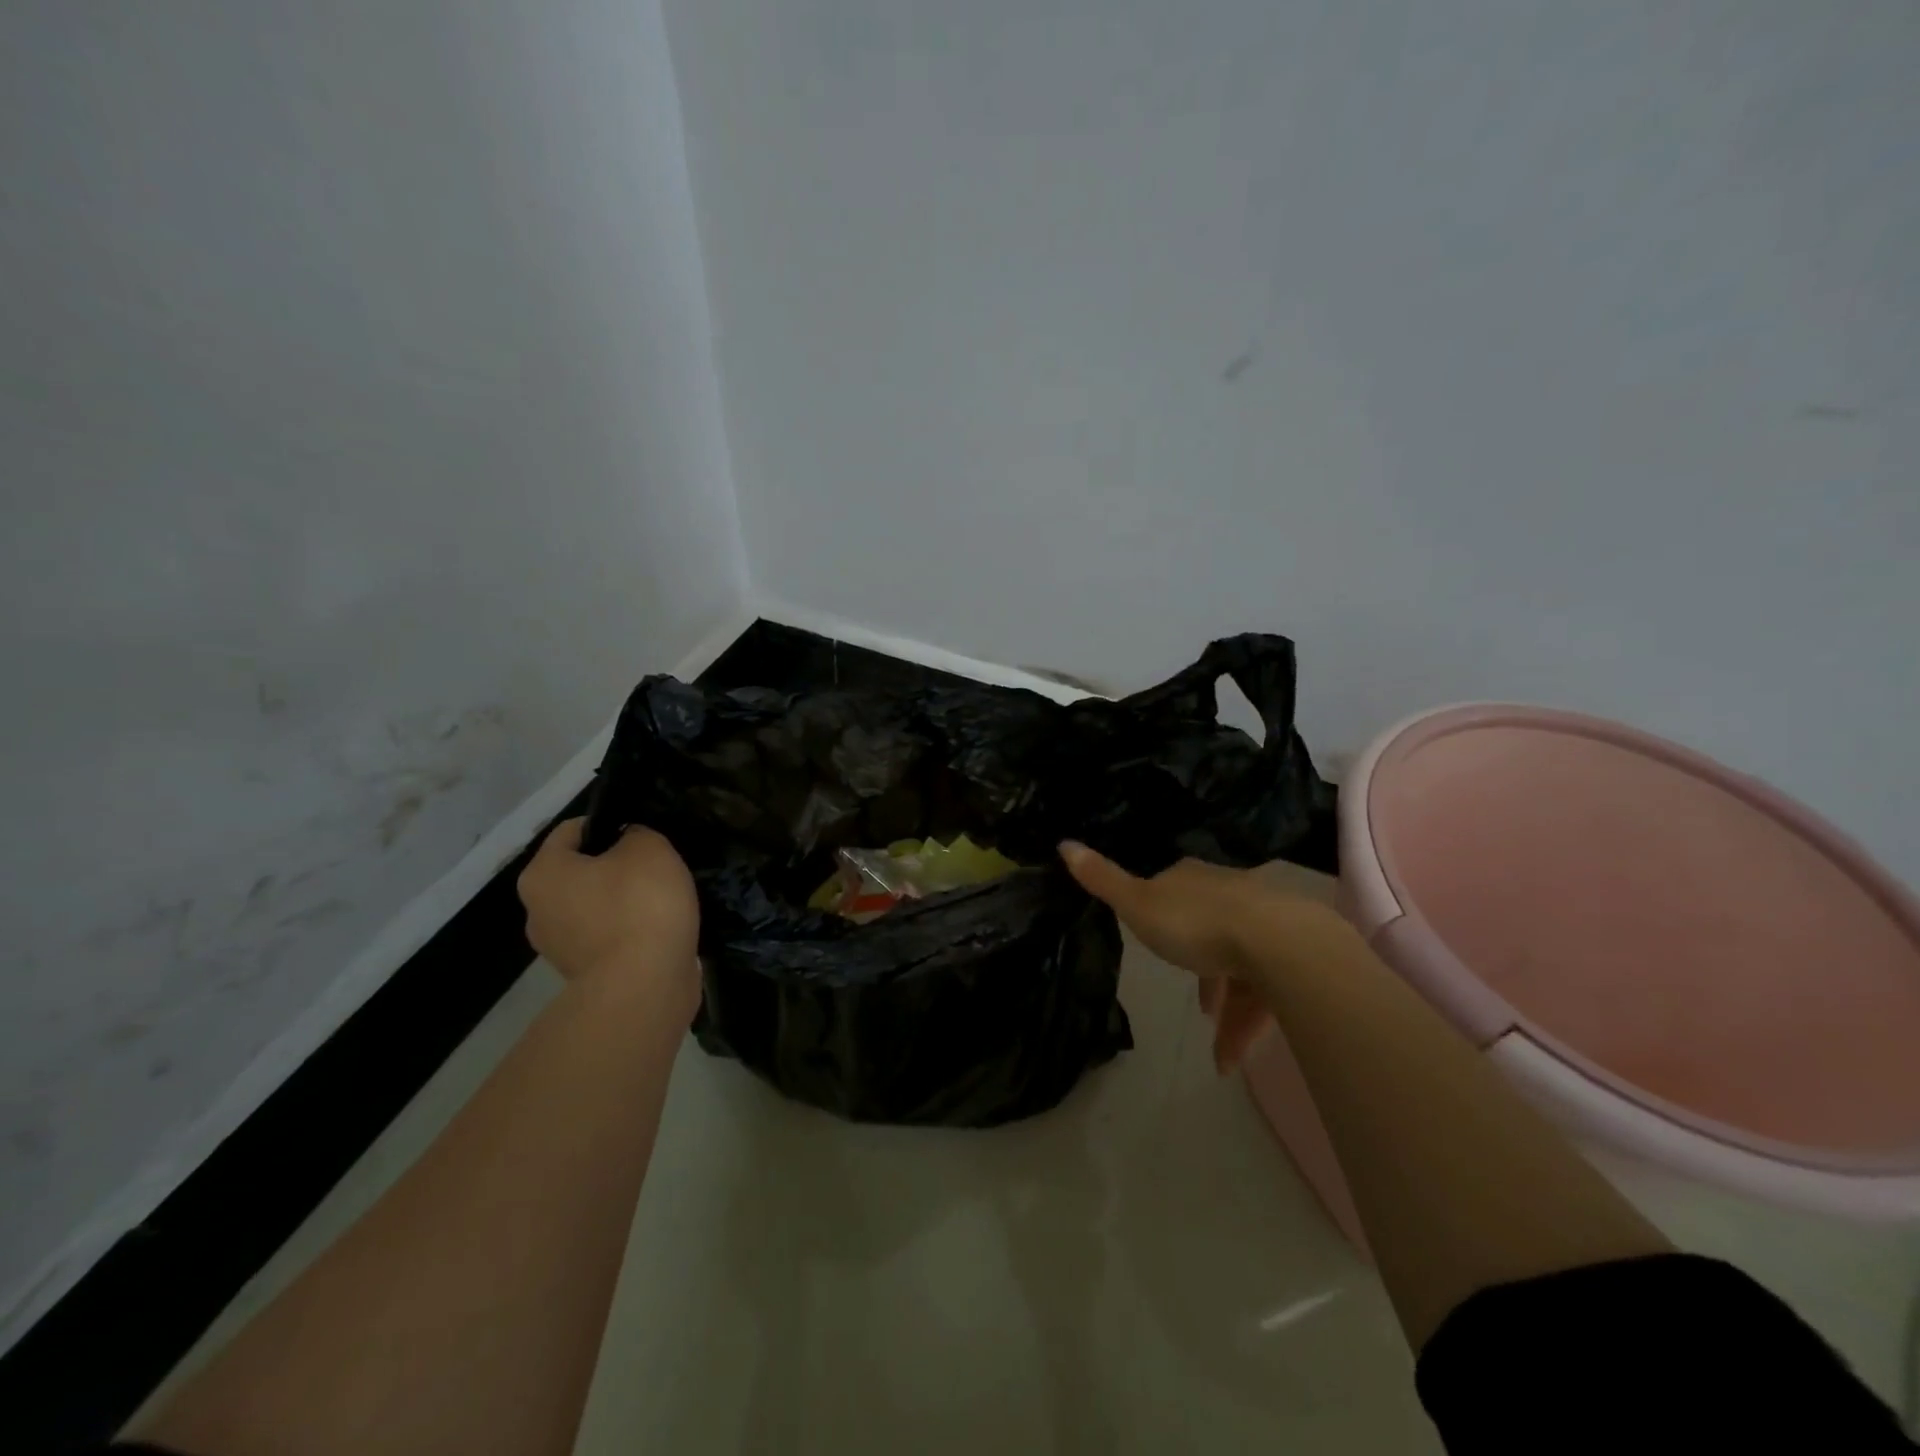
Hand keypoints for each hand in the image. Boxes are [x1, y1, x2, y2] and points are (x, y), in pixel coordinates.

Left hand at [518, 818, 699, 1003]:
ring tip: (664, 900)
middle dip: (617, 866)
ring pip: (596, 906)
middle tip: (658, 865)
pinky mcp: (584, 976)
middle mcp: (538, 910)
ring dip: (625, 901)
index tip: (644, 831)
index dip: (610, 822)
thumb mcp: (649, 847)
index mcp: (543, 873)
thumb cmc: (639, 905)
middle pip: (581, 871)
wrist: (644, 987)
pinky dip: (632, 930)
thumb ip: (637, 833)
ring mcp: (559, 948)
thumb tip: (629, 844)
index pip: (572, 830)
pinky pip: (609, 938)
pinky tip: (661, 929)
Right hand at [1059, 842, 1317, 1072]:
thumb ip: (1103, 879)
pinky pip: (1267, 994)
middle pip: (1211, 932)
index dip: (1163, 917)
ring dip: (1228, 1010)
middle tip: (1197, 1005)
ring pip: (1242, 970)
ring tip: (1217, 1051)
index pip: (1174, 892)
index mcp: (1193, 881)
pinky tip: (1231, 1059)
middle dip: (1203, 971)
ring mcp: (1266, 926)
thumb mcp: (1138, 904)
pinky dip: (1248, 1026)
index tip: (1158, 943)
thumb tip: (1062, 842)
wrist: (1279, 944)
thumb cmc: (1197, 924)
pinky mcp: (1294, 959)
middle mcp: (1231, 895)